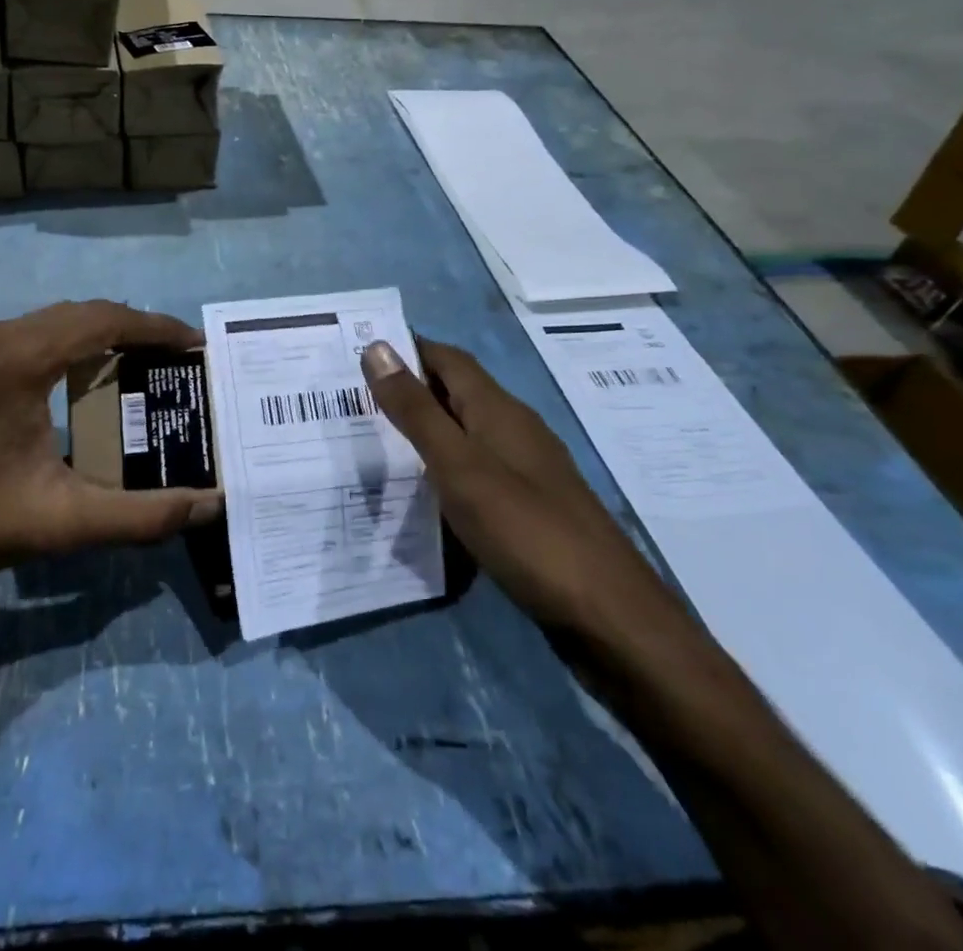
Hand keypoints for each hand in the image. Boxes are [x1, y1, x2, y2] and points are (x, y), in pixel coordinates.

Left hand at [0, 301, 218, 776]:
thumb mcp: (62, 521)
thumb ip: (143, 516)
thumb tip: (212, 504)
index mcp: (21, 357)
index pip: (105, 321)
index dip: (157, 328)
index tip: (197, 343)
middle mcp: (1, 336)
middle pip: (86, 312)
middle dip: (137, 328)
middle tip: (180, 357)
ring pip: (60, 319)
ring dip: (106, 332)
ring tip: (148, 362)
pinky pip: (39, 333)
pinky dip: (77, 342)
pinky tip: (94, 375)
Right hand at [361, 338, 675, 637]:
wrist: (609, 616)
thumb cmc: (525, 530)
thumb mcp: (459, 466)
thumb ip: (416, 410)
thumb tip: (376, 347)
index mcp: (498, 409)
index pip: (447, 358)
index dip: (406, 349)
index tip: (357, 353)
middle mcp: (515, 428)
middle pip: (456, 391)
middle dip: (410, 388)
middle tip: (354, 400)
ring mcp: (527, 468)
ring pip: (467, 430)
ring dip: (426, 428)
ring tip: (377, 442)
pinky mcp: (531, 505)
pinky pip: (478, 467)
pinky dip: (446, 465)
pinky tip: (426, 490)